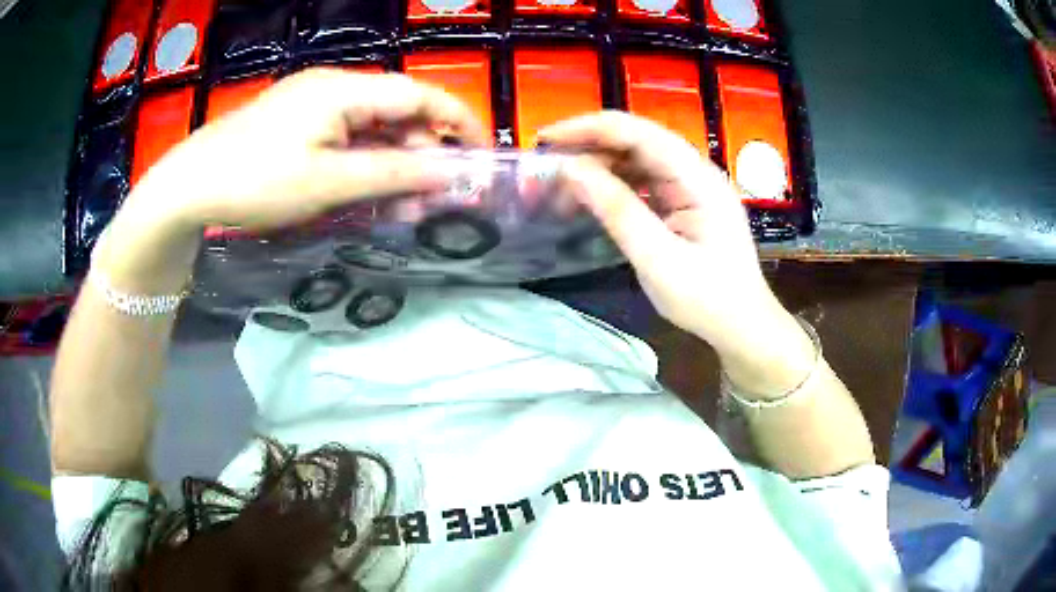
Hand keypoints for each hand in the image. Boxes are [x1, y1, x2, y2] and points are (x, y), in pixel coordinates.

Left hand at [96, 69, 485, 290]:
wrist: (189, 186)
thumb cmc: (255, 180)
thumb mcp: (328, 182)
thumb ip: (392, 174)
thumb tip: (448, 174)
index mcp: (343, 89)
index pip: (419, 95)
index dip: (458, 121)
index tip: (481, 155)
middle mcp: (333, 88)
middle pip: (396, 112)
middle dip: (421, 154)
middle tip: (429, 201)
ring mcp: (312, 105)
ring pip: (371, 129)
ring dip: (391, 164)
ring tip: (399, 208)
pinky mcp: (297, 123)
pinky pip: (344, 139)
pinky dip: (362, 164)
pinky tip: (364, 192)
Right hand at [540, 112, 813, 395]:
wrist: (742, 327)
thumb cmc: (708, 300)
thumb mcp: (658, 258)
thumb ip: (617, 210)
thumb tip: (572, 170)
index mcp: (697, 178)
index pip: (638, 132)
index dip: (589, 128)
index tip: (546, 139)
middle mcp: (695, 172)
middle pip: (635, 142)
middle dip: (588, 150)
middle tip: (546, 172)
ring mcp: (690, 187)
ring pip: (635, 161)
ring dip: (597, 170)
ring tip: (561, 193)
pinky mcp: (684, 203)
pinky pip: (642, 183)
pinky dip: (613, 189)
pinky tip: (590, 202)